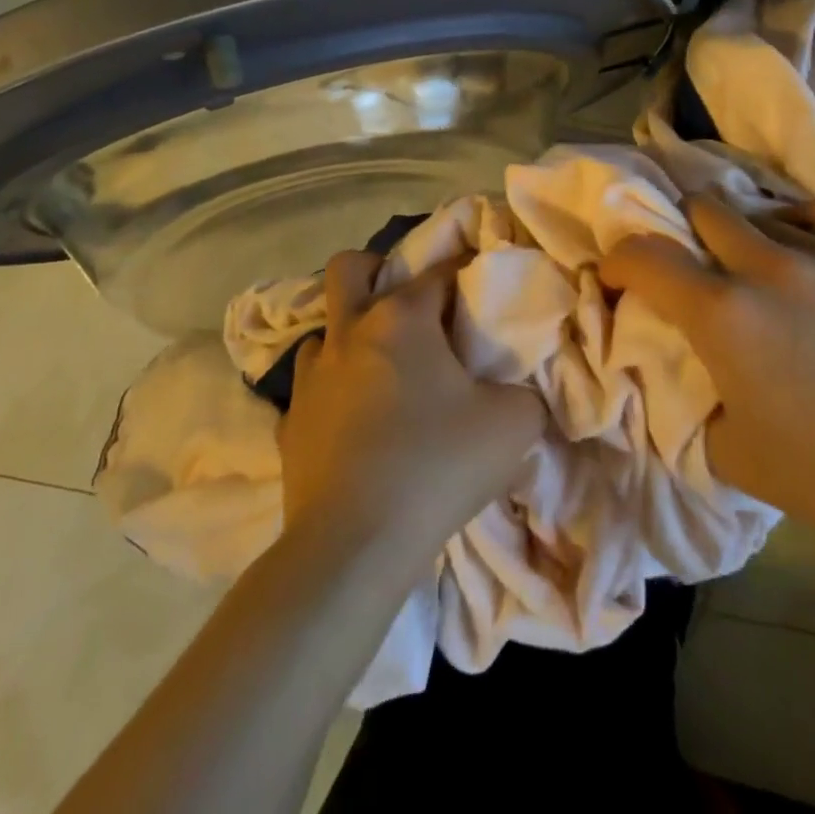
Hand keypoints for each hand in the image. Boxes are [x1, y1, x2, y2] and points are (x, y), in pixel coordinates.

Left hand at [277, 252, 544, 565]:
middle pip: (350, 268)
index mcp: (401, 318)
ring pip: (325, 328)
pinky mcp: (289, 421)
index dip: (465, 272)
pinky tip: (357, 420)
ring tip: (383, 368)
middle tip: (408, 305)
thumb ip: (526, 394)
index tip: (481, 288)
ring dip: (352, 335)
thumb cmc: (437, 467)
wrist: (353, 546)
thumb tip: (518, 391)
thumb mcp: (513, 425)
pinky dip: (334, 389)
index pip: (439, 271)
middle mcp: (349, 332)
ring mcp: (311, 376)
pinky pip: (312, 386)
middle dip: (377, 271)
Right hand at [602, 194, 814, 565]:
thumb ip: (687, 398)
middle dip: (675, 233)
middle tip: (680, 271)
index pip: (644, 256)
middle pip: (698, 207)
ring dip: (729, 232)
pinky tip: (788, 248)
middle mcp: (765, 267)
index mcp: (724, 315)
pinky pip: (809, 210)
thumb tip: (670, 365)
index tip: (615, 282)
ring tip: (736, 266)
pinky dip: (785, 221)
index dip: (616, 263)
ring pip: (751, 207)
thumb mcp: (730, 453)